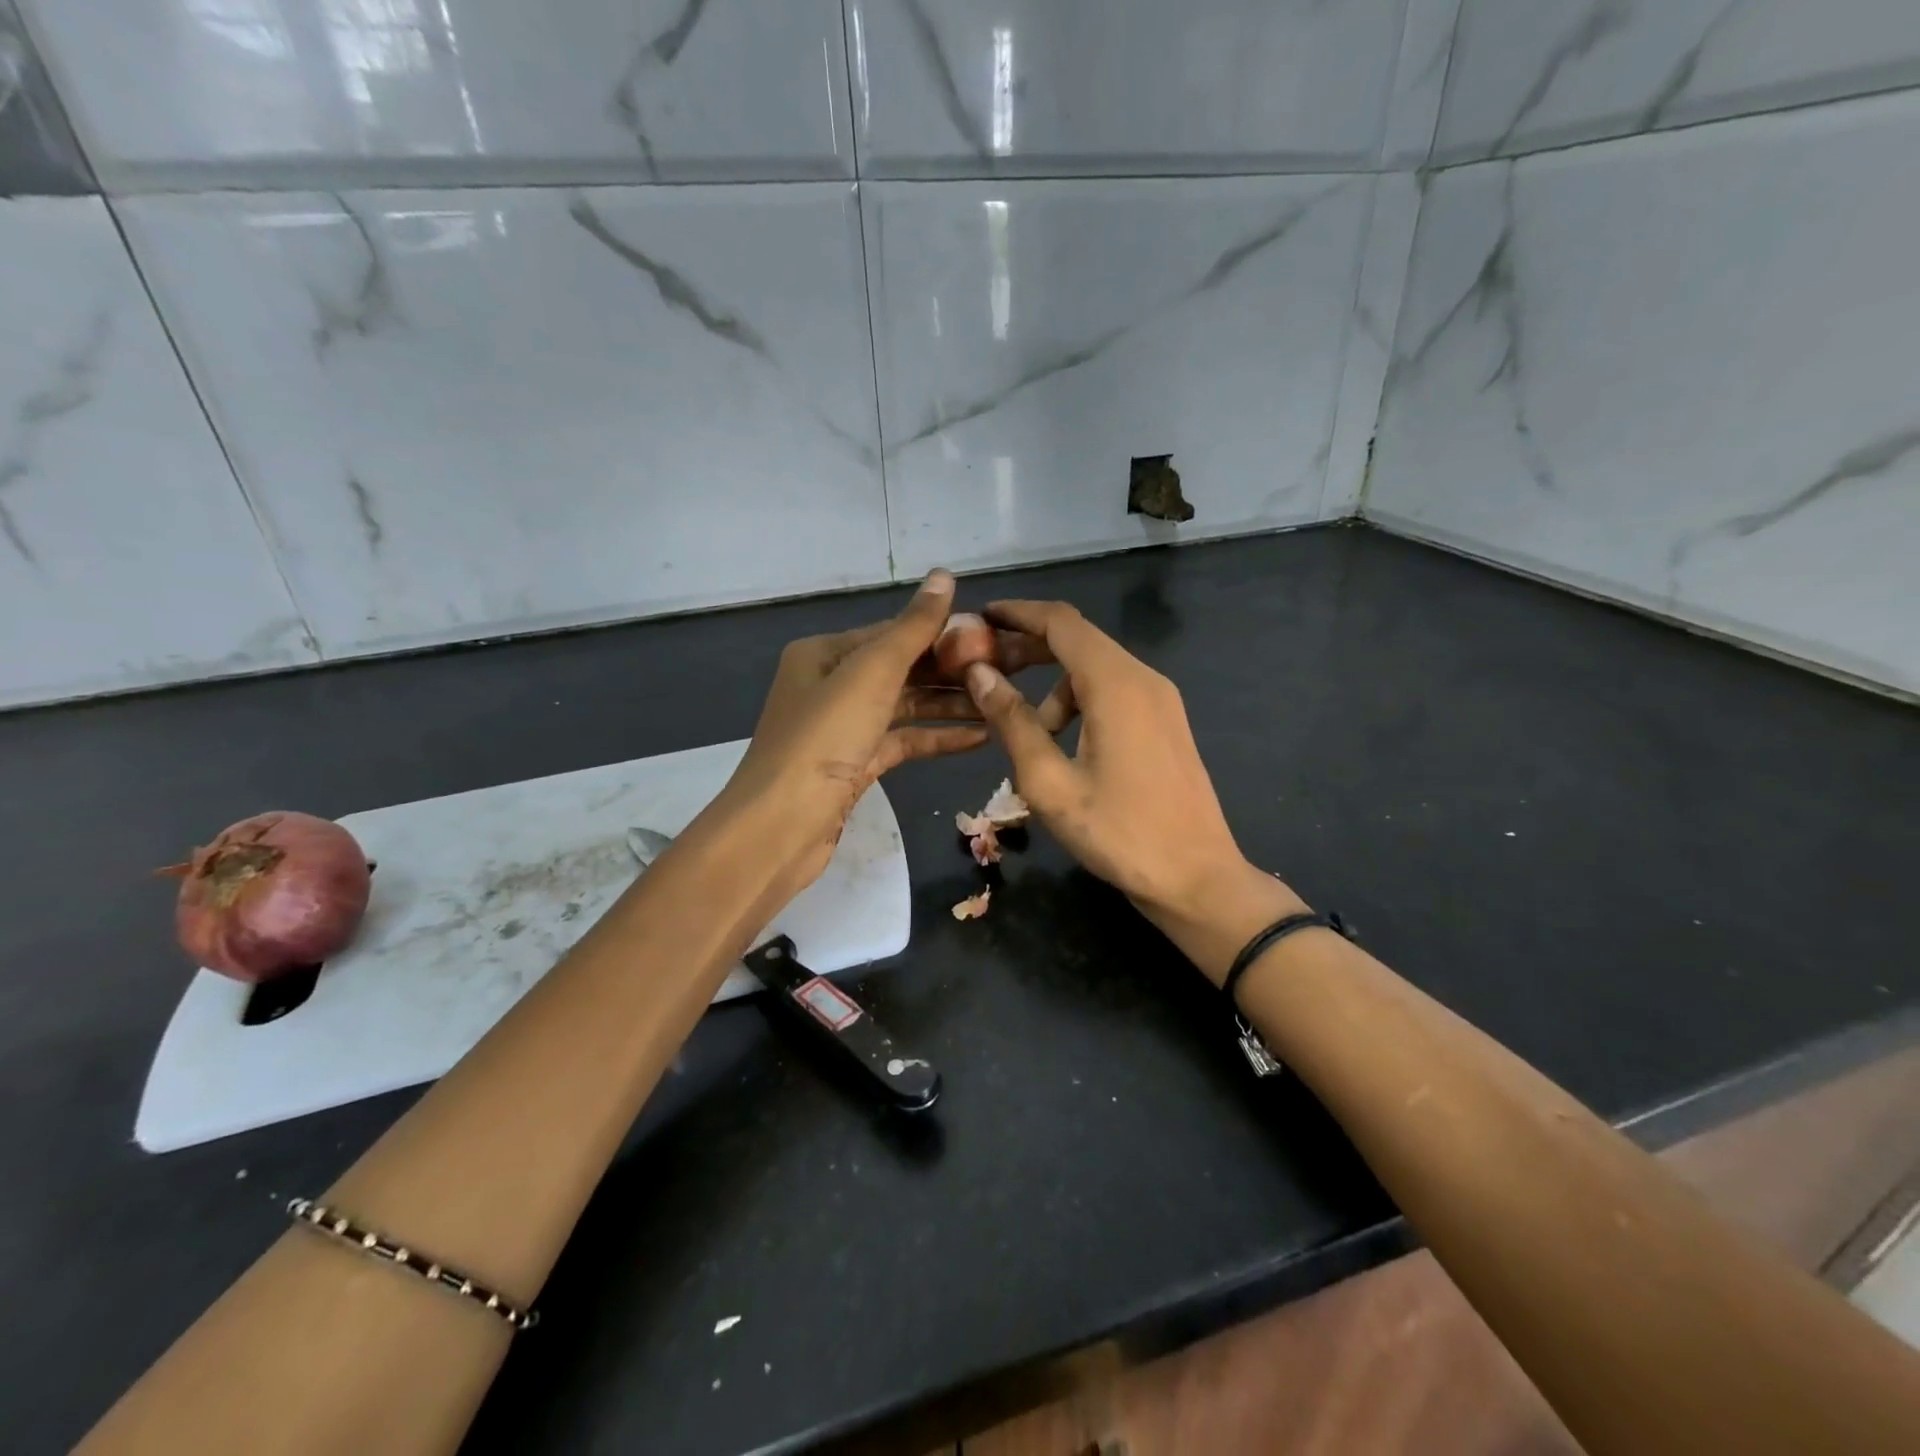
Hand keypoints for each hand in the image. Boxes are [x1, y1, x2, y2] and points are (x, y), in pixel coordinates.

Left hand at [719, 570, 990, 896]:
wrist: (781, 826)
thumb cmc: (824, 739)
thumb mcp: (871, 674)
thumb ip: (912, 628)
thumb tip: (944, 574)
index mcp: (825, 653)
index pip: (893, 632)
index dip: (942, 633)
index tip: (992, 639)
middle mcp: (831, 684)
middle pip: (902, 669)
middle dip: (951, 671)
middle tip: (1006, 672)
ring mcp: (844, 727)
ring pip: (906, 707)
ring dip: (950, 705)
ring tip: (1001, 705)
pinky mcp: (856, 765)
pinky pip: (903, 741)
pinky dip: (937, 738)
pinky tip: (979, 738)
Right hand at [962, 600, 1305, 983]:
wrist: (1197, 878)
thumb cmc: (1118, 833)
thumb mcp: (1049, 782)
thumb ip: (1012, 722)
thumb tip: (979, 674)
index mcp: (1116, 684)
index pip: (1060, 622)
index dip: (1017, 613)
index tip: (979, 616)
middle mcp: (1143, 678)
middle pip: (1078, 641)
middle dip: (1028, 648)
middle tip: (983, 668)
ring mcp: (1161, 701)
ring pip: (1094, 670)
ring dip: (1052, 686)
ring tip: (1026, 732)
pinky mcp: (1166, 723)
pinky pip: (1114, 693)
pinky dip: (1079, 703)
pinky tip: (1063, 746)